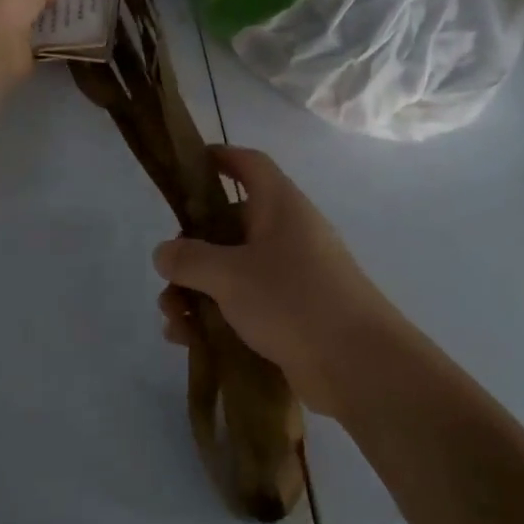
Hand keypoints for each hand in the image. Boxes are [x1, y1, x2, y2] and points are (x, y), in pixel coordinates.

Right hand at [153, 146, 402, 418]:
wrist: (358, 365)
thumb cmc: (294, 300)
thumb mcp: (230, 275)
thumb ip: (190, 259)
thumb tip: (164, 253)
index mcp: (280, 207)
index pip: (249, 165)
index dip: (219, 158)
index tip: (187, 166)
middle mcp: (286, 234)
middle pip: (229, 225)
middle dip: (191, 250)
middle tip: (168, 275)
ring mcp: (290, 276)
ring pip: (231, 271)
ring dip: (196, 291)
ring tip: (173, 320)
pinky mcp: (290, 314)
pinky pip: (243, 305)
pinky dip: (215, 317)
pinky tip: (189, 340)